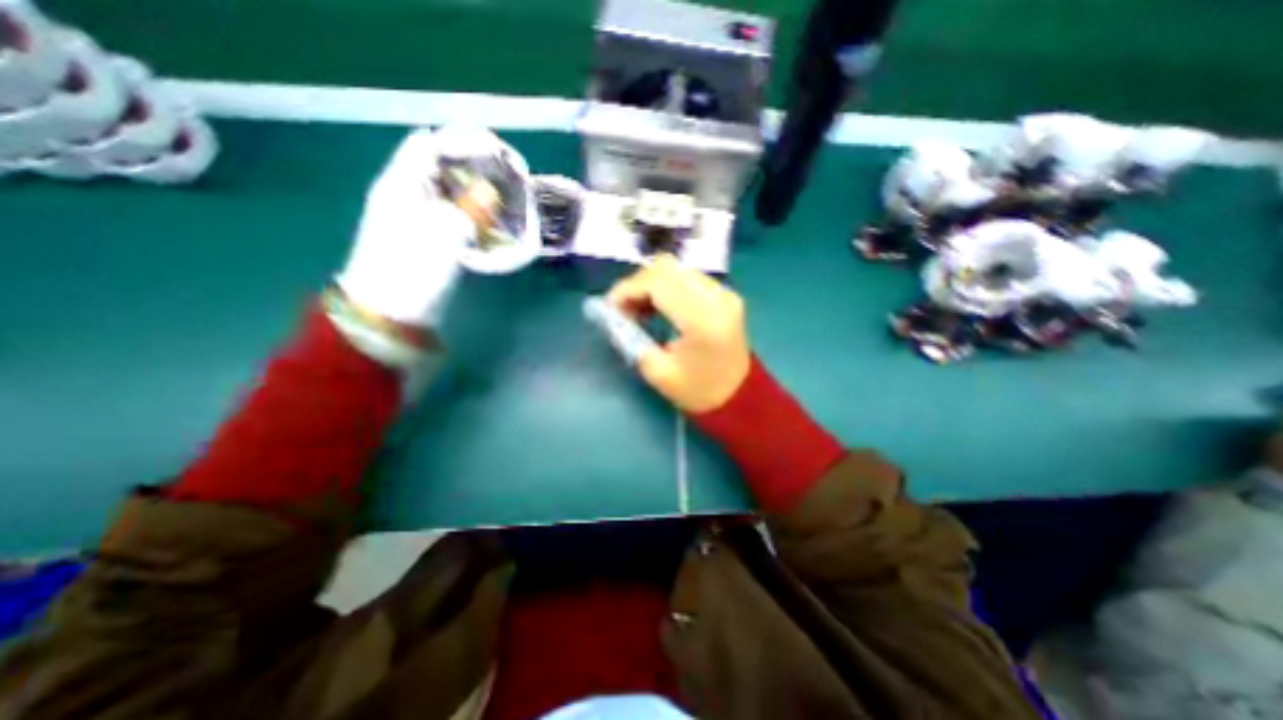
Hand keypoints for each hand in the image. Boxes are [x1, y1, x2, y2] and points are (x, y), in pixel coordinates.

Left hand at [332, 124, 491, 324]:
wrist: (390, 312)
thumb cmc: (413, 273)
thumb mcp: (445, 237)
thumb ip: (470, 208)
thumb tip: (490, 191)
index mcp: (403, 184)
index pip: (433, 143)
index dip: (468, 143)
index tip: (502, 156)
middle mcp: (407, 190)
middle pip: (442, 160)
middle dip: (477, 160)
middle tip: (511, 173)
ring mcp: (415, 212)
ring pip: (449, 183)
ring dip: (478, 181)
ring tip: (507, 191)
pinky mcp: (426, 232)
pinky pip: (453, 206)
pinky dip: (474, 204)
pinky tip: (492, 214)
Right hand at [607, 257, 752, 411]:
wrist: (738, 396)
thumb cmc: (698, 392)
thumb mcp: (658, 373)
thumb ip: (631, 340)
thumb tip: (610, 315)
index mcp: (703, 320)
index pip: (659, 283)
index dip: (628, 289)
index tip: (610, 307)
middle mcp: (717, 298)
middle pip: (667, 268)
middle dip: (637, 284)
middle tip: (623, 308)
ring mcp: (724, 293)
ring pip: (676, 269)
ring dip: (650, 284)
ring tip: (638, 309)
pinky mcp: (724, 294)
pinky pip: (687, 277)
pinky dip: (666, 286)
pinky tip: (657, 306)